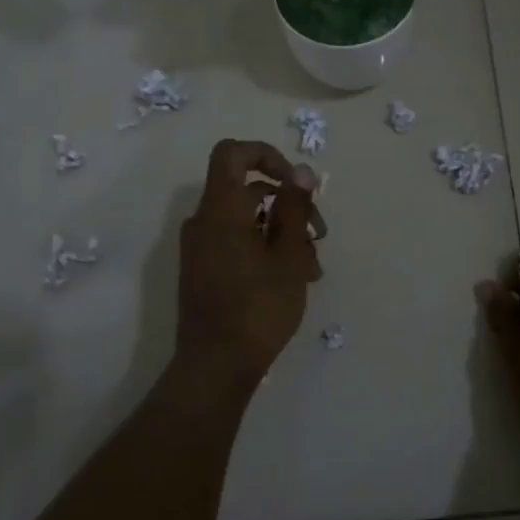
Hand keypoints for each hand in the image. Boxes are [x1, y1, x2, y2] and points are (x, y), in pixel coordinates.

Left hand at [176, 139, 326, 385]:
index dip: (267, 155)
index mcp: (220, 210)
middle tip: (319, 235)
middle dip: (289, 205)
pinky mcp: (204, 270)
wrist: (216, 365)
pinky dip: (265, 249)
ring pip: (247, 221)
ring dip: (283, 233)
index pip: (232, 154)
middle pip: (247, 191)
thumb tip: (301, 171)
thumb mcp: (288, 255)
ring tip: (312, 267)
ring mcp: (201, 248)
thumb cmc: (258, 307)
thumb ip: (294, 208)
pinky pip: (236, 243)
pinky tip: (293, 279)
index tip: (295, 183)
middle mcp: (204, 222)